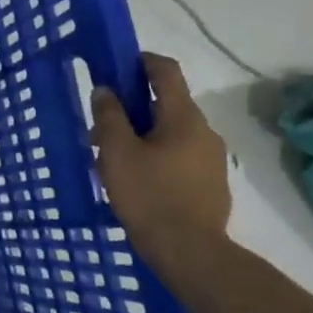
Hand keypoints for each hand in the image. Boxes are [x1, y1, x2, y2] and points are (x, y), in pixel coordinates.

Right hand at [91, 53, 231, 266]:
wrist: (189, 251)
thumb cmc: (148, 195)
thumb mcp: (116, 152)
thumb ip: (109, 116)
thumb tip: (106, 90)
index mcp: (183, 117)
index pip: (166, 71)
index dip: (140, 61)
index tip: (114, 66)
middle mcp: (204, 131)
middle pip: (167, 103)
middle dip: (132, 106)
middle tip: (100, 124)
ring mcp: (211, 159)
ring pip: (171, 132)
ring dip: (141, 133)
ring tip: (112, 157)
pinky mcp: (210, 183)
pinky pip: (178, 155)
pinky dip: (155, 154)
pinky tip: (135, 178)